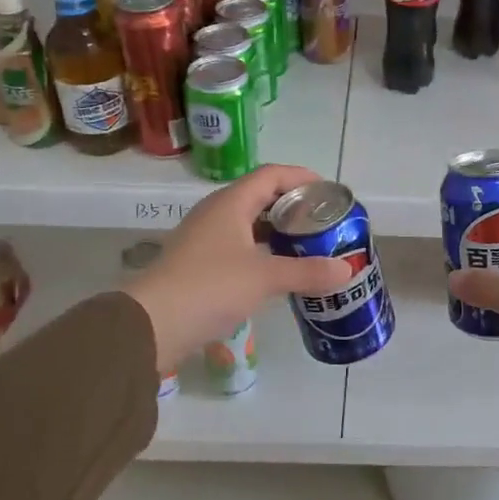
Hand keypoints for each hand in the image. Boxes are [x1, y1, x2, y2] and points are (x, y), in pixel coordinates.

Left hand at [123, 165, 351, 373]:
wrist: (152, 324)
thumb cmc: (210, 287)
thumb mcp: (265, 277)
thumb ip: (307, 272)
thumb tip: (346, 271)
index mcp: (231, 203)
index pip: (271, 175)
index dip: (301, 177)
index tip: (328, 192)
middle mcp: (217, 214)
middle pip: (261, 197)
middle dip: (294, 206)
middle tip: (323, 222)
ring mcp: (205, 240)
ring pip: (250, 225)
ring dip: (279, 232)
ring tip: (309, 246)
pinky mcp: (200, 265)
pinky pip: (240, 248)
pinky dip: (264, 253)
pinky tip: (280, 272)